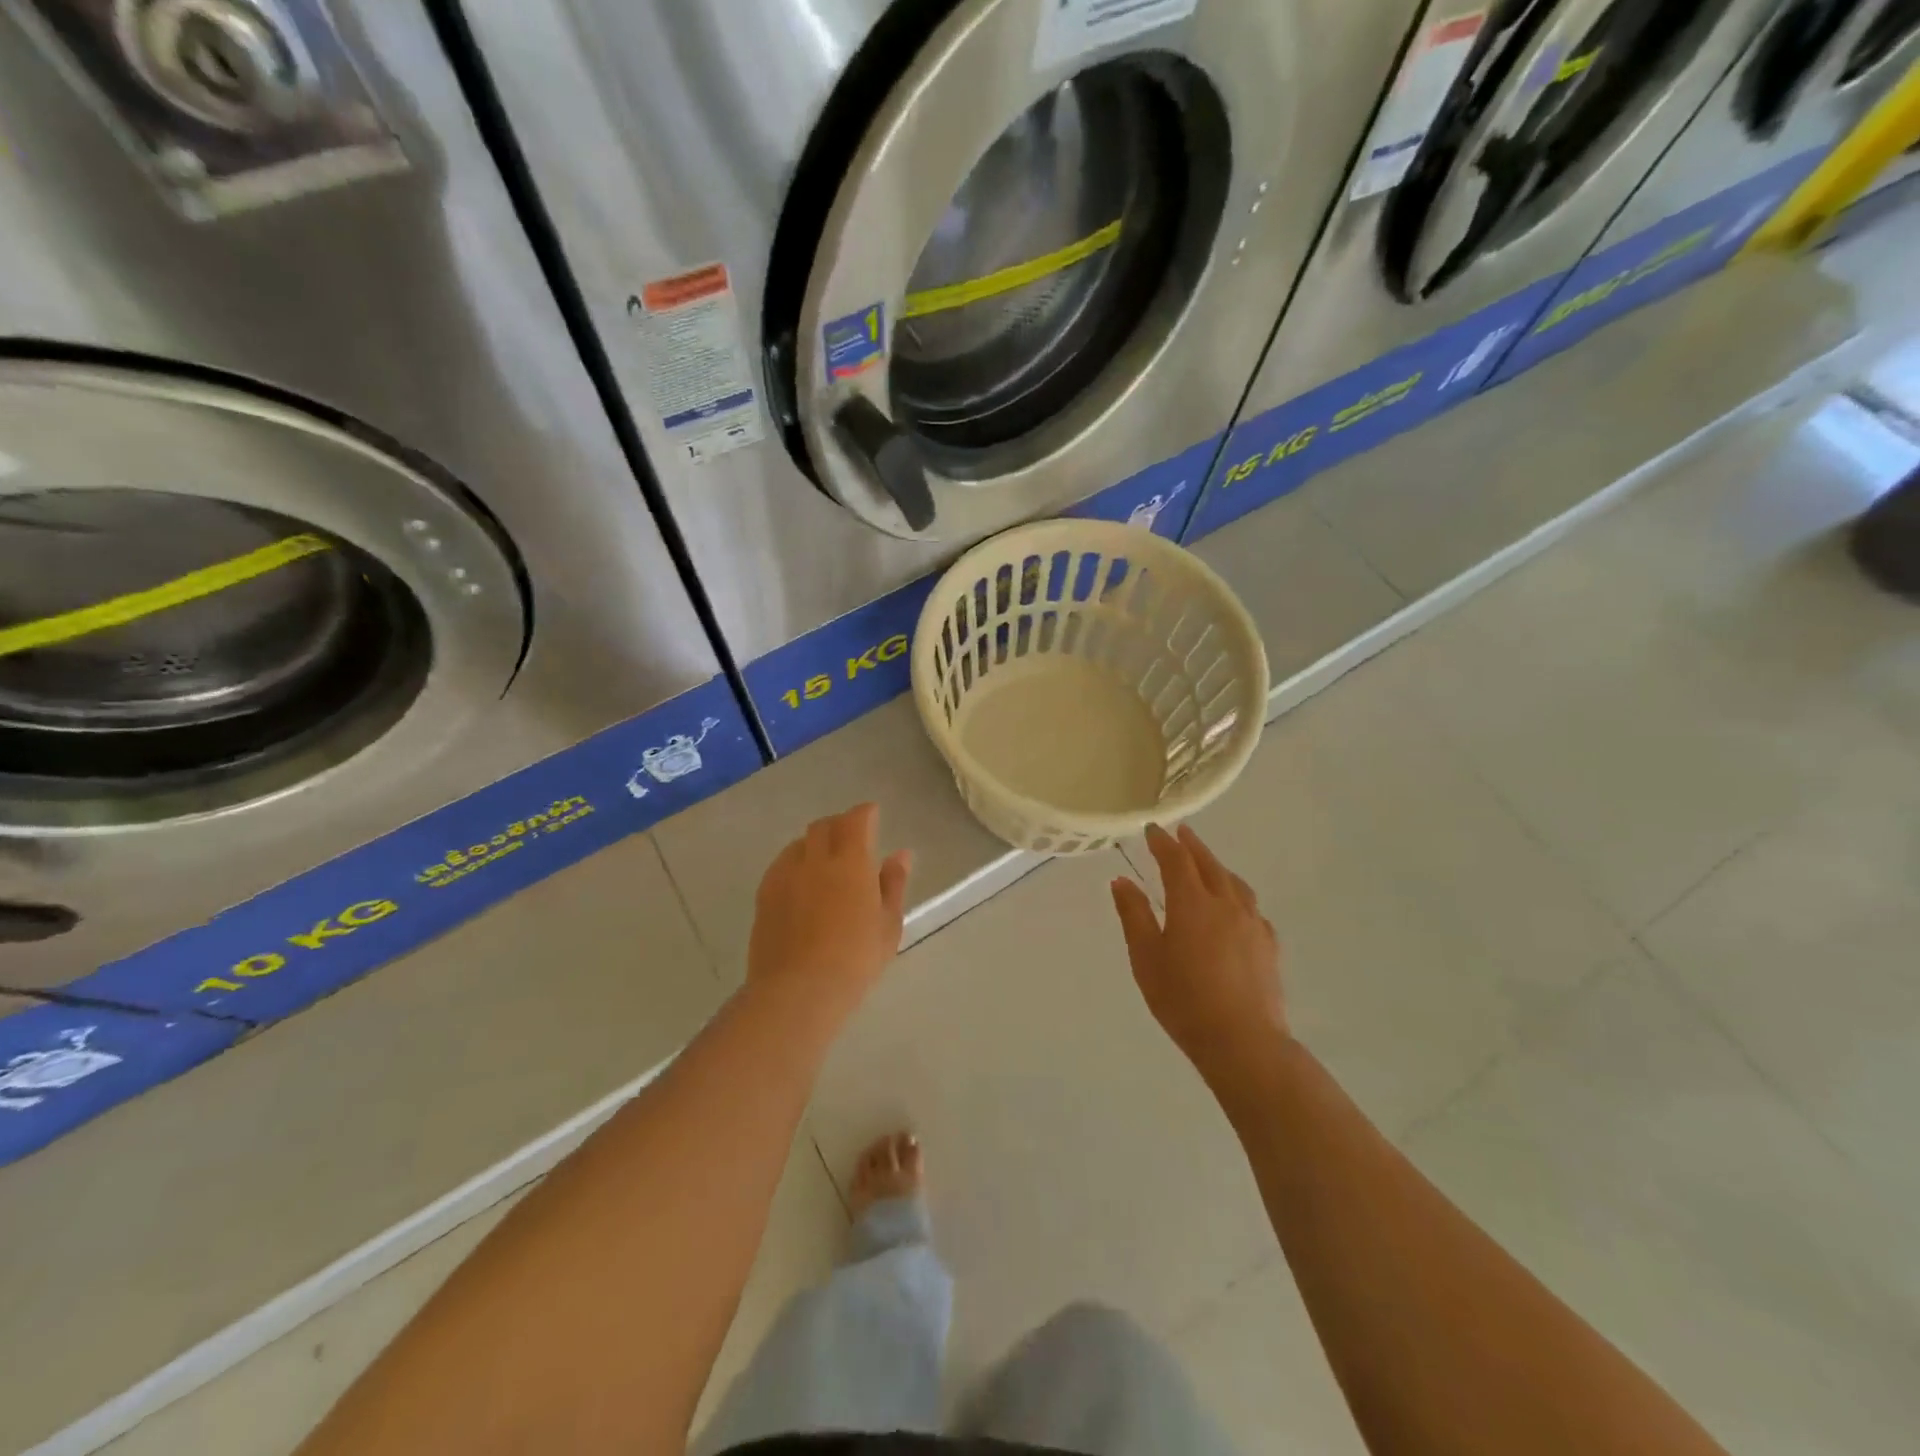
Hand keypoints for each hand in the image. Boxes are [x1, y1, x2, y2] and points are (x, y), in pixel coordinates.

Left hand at [747, 803, 912, 1029]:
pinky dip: (795, 863)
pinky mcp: (764, 894)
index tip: (873, 815)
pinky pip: (781, 864)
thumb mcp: (888, 924)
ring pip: (800, 843)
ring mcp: (785, 874)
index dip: (865, 813)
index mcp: (851, 861)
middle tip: (852, 839)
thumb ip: (893, 884)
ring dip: (815, 843)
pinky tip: (802, 883)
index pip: (856, 820)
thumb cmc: (855, 959)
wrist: (798, 990)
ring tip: (826, 861)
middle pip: (824, 826)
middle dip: (839, 825)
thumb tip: (901, 854)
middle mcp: (815, 858)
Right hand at [1111, 824, 1287, 1084]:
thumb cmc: (1183, 1000)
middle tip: (1181, 832)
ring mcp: (1252, 923)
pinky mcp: (1268, 944)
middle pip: (1208, 864)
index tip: (1152, 829)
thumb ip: (1134, 915)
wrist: (1243, 1041)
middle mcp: (1225, 904)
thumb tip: (1122, 880)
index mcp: (1192, 903)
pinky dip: (1236, 893)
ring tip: (1207, 862)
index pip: (1176, 860)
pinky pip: (1250, 906)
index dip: (1163, 842)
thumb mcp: (1146, 958)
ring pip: (1233, 882)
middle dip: (1192, 846)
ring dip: (1216, 866)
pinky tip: (1234, 905)